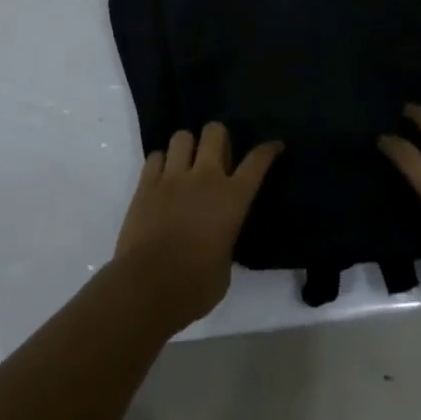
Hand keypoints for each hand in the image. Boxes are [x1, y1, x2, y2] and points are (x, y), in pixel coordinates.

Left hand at [112, 123, 281, 332]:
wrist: (147, 287)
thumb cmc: (194, 287)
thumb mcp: (225, 267)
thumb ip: (225, 241)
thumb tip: (218, 239)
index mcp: (232, 199)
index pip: (256, 162)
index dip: (268, 150)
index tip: (274, 145)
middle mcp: (205, 177)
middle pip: (215, 132)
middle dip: (218, 137)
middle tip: (217, 155)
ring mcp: (173, 177)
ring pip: (182, 136)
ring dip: (187, 147)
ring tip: (185, 164)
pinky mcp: (146, 183)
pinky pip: (155, 156)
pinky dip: (161, 163)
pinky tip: (162, 178)